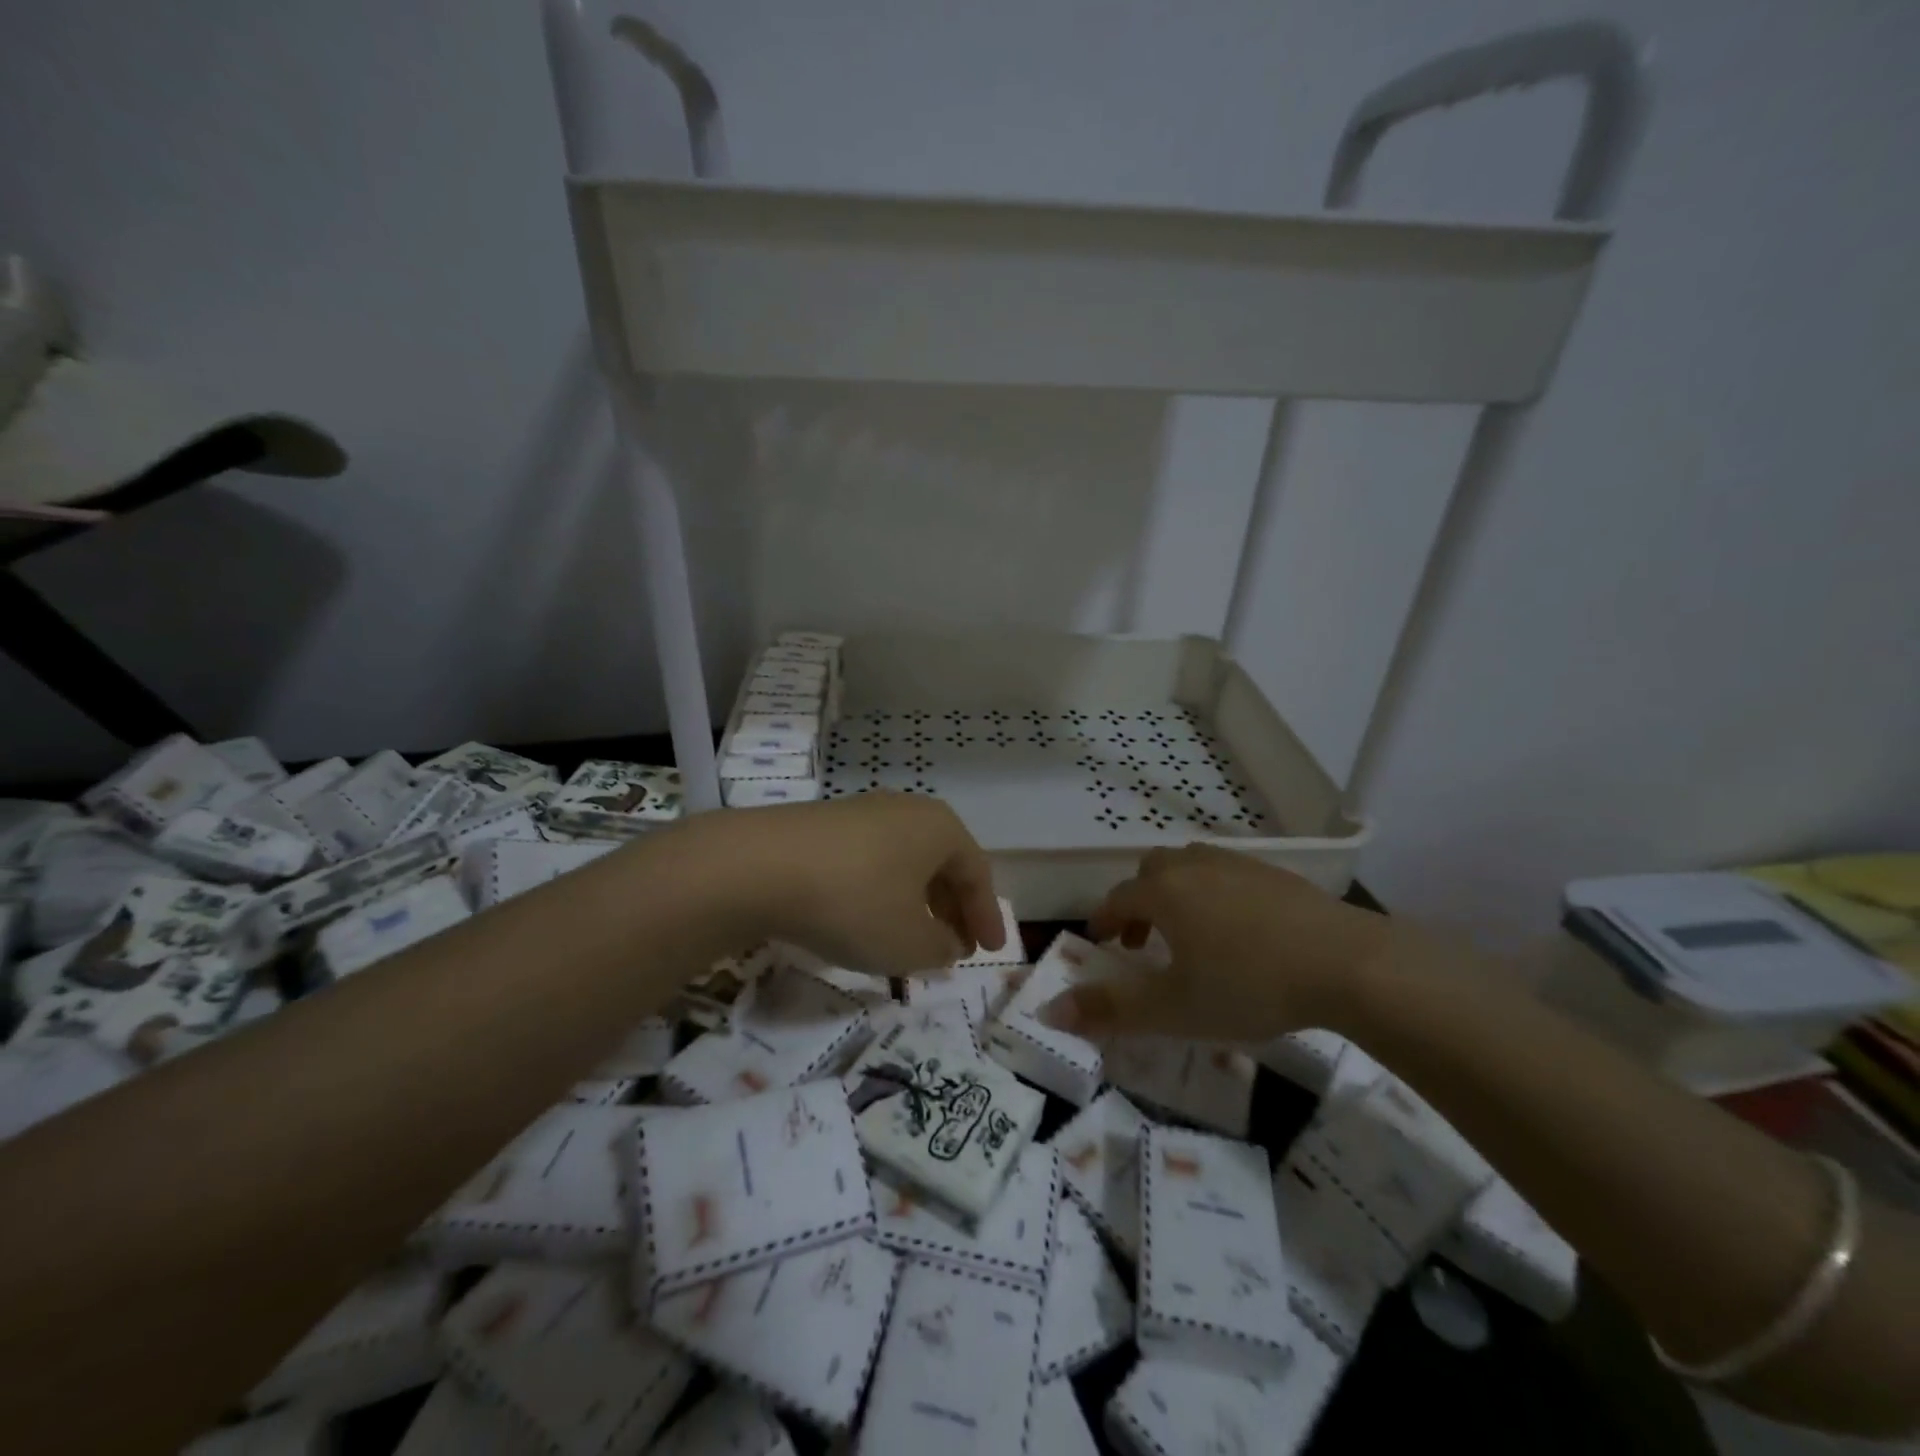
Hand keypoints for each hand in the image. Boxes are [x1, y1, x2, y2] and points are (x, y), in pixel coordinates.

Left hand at [715, 792, 1003, 975]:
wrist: (759, 867)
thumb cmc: (855, 902)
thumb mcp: (909, 942)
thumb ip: (940, 948)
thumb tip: (947, 943)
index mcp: (939, 828)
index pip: (977, 873)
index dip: (986, 916)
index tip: (989, 951)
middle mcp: (905, 810)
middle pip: (941, 863)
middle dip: (950, 908)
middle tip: (953, 947)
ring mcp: (860, 812)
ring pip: (903, 861)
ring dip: (914, 901)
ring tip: (910, 938)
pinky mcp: (822, 825)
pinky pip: (869, 861)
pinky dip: (879, 893)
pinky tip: (865, 919)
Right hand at [1037, 844, 1391, 1040]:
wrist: (1347, 964)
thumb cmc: (1248, 985)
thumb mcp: (1174, 1010)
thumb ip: (1110, 1011)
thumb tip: (1050, 1012)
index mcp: (1163, 893)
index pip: (1117, 899)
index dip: (1103, 920)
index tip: (1100, 942)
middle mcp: (1194, 867)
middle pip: (1151, 872)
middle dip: (1138, 902)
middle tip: (1143, 942)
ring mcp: (1239, 865)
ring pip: (1190, 867)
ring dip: (1176, 894)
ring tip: (1189, 933)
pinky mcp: (1277, 874)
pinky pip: (1228, 874)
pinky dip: (1215, 894)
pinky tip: (1240, 931)